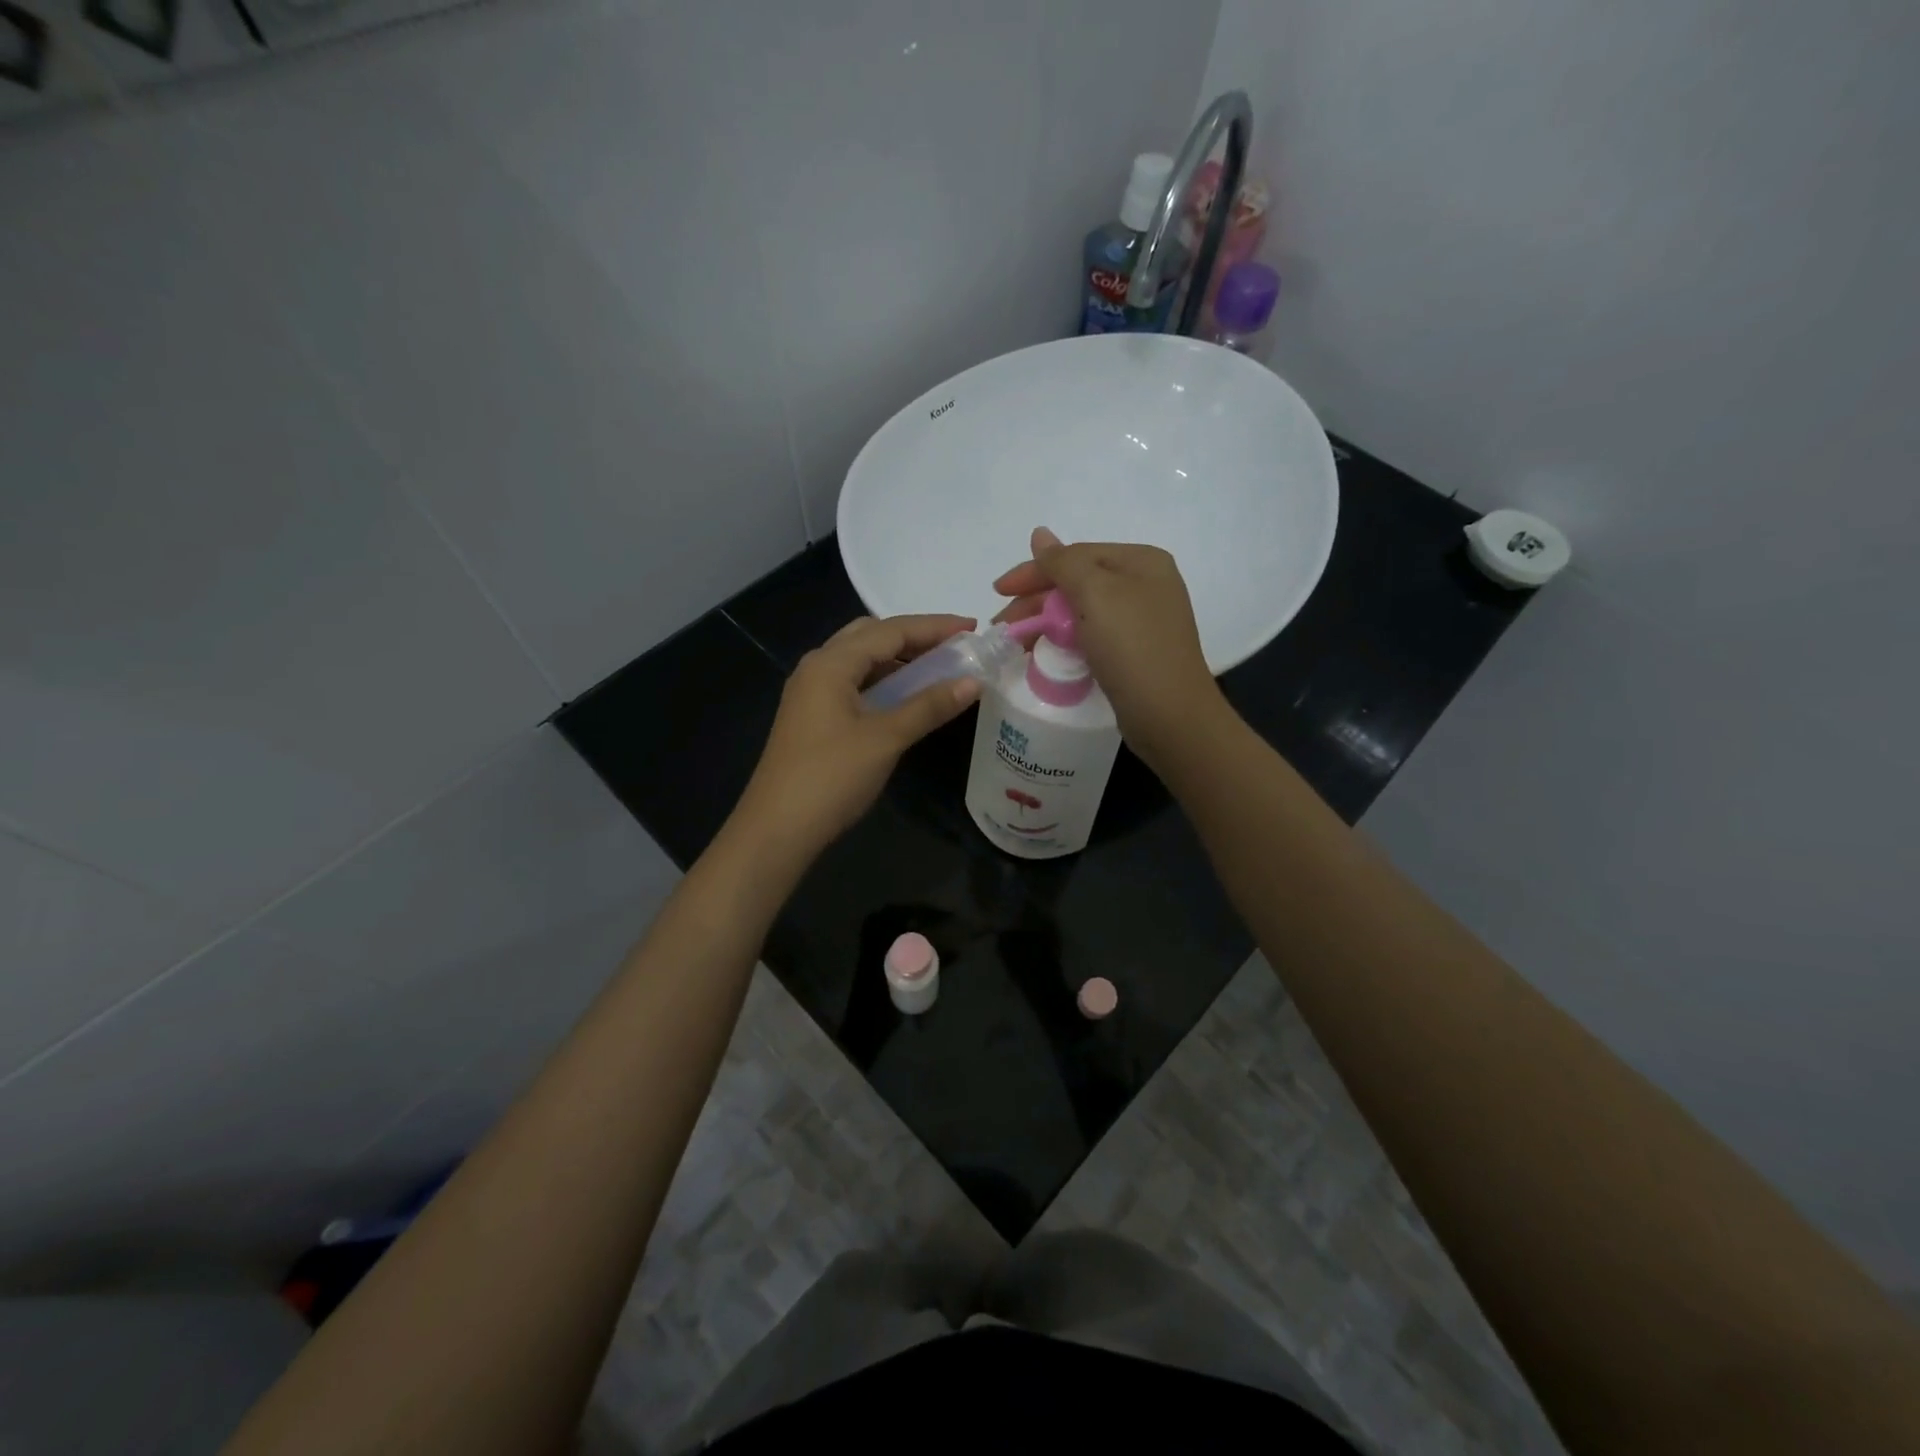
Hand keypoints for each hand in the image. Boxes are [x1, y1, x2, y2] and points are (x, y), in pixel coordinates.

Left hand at [733, 614, 982, 856]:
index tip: (972, 628)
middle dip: (913, 637)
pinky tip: (904, 697)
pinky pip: (853, 683)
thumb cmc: (832, 777)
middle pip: (870, 636)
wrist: (778, 828)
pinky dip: (882, 681)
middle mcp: (817, 667)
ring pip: (860, 660)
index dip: (934, 627)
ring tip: (937, 669)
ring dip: (897, 660)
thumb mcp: (886, 738)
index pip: (890, 630)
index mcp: (831, 663)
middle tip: (953, 648)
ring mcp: (810, 693)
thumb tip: (974, 681)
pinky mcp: (812, 716)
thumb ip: (929, 706)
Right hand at [994, 527, 1226, 766]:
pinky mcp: (1134, 653)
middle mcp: (1145, 585)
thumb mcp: (1095, 594)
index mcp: (1141, 562)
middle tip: (1001, 625)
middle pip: (1078, 583)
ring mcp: (1142, 621)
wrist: (1169, 715)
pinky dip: (1064, 641)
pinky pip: (1091, 637)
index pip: (1076, 555)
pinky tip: (1043, 654)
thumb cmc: (1132, 647)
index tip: (998, 591)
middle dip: (1036, 601)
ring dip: (1045, 623)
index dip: (1034, 571)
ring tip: (1015, 643)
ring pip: (1081, 612)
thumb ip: (1063, 563)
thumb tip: (1039, 534)